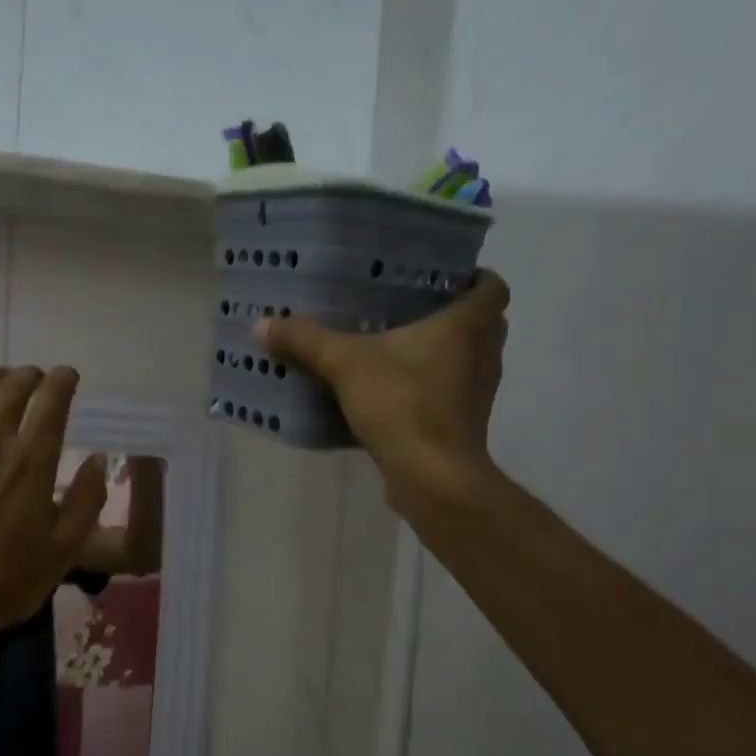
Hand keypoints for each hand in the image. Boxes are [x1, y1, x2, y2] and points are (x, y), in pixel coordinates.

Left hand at [0, 366, 107, 668]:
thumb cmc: (8, 580)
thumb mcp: (65, 548)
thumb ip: (87, 499)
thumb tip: (97, 459)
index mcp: (32, 462)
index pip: (52, 401)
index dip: (63, 381)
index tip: (69, 377)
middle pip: (12, 387)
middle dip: (30, 375)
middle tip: (38, 378)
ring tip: (2, 380)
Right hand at [255, 272, 509, 511]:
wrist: (432, 477)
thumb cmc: (402, 404)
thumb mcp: (345, 364)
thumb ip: (306, 341)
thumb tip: (262, 324)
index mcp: (466, 326)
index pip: (492, 288)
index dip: (475, 278)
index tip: (445, 277)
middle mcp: (484, 356)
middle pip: (484, 324)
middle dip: (454, 316)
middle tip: (412, 309)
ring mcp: (477, 395)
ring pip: (468, 362)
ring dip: (443, 355)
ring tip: (397, 349)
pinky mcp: (463, 426)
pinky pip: (450, 396)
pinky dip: (430, 390)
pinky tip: (392, 395)